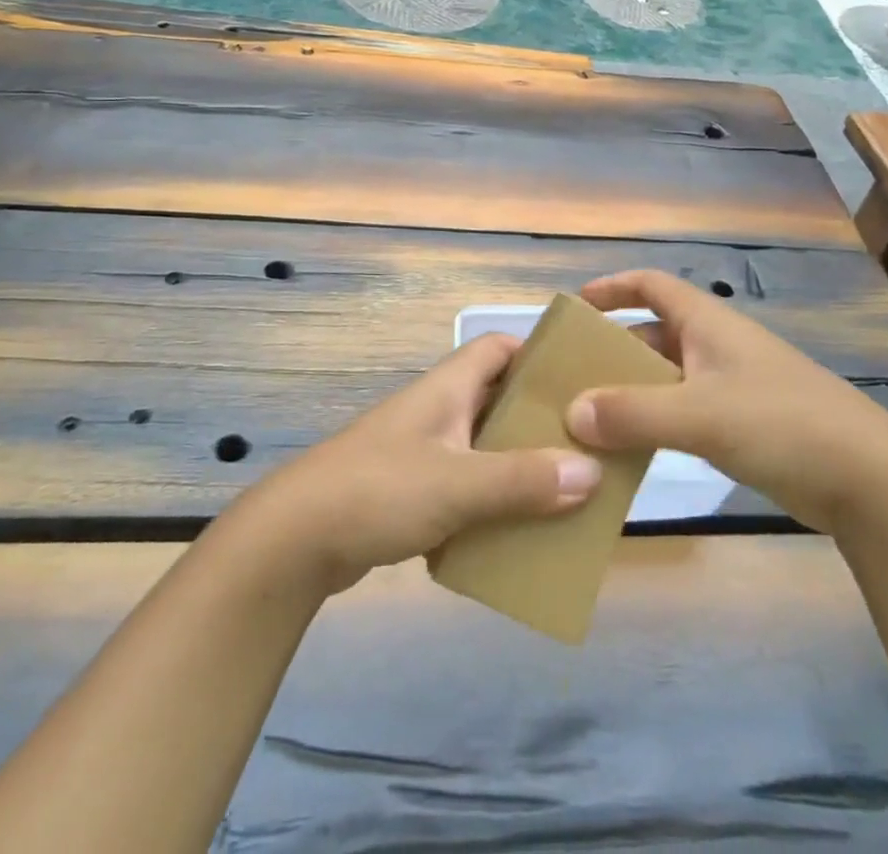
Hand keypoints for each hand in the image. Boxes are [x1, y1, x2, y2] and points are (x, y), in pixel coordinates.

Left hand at [233, 334, 602, 593]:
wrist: (294, 540)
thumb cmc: (378, 490)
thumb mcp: (457, 483)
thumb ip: (522, 479)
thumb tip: (593, 472)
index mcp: (446, 388)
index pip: (497, 348)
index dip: (536, 355)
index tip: (578, 382)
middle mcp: (436, 411)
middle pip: (496, 400)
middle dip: (537, 420)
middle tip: (585, 446)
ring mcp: (420, 452)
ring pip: (482, 447)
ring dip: (516, 466)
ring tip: (564, 493)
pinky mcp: (408, 492)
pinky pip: (463, 487)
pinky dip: (489, 501)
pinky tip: (515, 531)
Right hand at [564, 270, 887, 532]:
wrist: (871, 482)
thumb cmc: (782, 424)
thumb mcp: (701, 414)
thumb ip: (633, 412)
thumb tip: (571, 411)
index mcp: (708, 324)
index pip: (652, 285)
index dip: (614, 287)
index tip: (576, 306)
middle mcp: (717, 346)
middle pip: (653, 333)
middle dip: (613, 350)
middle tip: (570, 376)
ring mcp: (732, 386)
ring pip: (667, 377)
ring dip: (631, 391)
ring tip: (589, 418)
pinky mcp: (744, 425)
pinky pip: (684, 413)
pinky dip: (655, 423)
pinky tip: (632, 450)